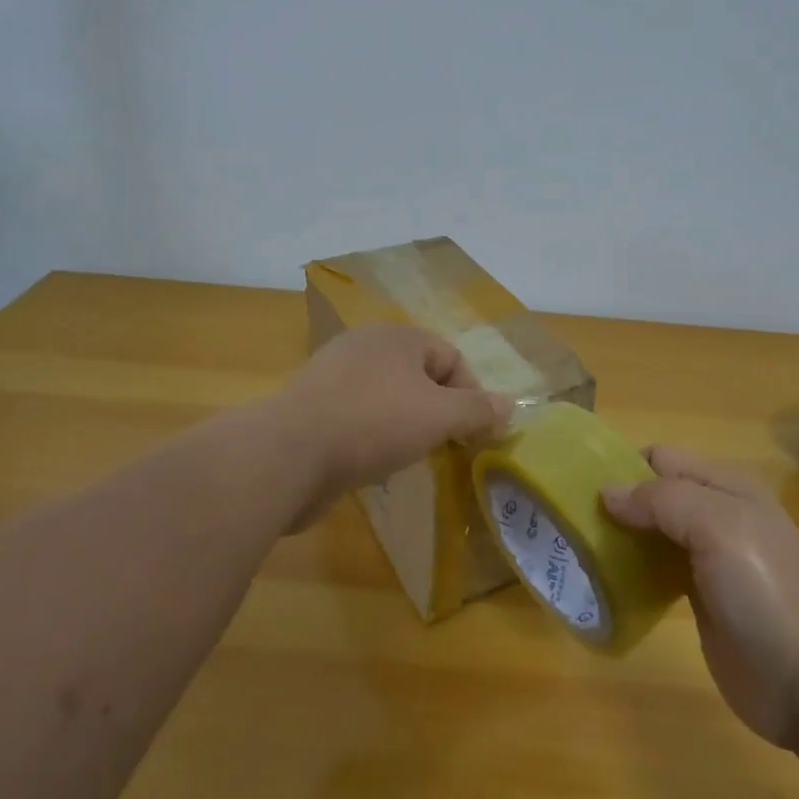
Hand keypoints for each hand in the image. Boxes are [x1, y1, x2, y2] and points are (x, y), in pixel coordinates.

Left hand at [273, 325, 512, 525]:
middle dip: (438, 411)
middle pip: (420, 376)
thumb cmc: (374, 423)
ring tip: (409, 456)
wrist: (288, 454)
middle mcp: (365, 346)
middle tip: (443, 445)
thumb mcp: (439, 416)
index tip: (472, 433)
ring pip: (388, 398)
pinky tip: (371, 462)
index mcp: (397, 336)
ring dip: (405, 426)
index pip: (451, 357)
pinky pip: (358, 417)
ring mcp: (333, 375)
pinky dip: (373, 437)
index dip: (470, 394)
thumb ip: (478, 410)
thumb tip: (510, 406)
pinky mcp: (312, 407)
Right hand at [603, 448, 798, 748]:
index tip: (578, 488)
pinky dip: (631, 571)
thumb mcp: (719, 527)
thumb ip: (663, 500)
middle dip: (616, 502)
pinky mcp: (699, 599)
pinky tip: (605, 583)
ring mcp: (708, 559)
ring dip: (620, 537)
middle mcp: (715, 514)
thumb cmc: (768, 591)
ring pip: (651, 533)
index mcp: (725, 485)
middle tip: (571, 523)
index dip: (623, 466)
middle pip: (653, 495)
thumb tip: (607, 491)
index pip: (660, 458)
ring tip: (577, 550)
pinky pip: (656, 572)